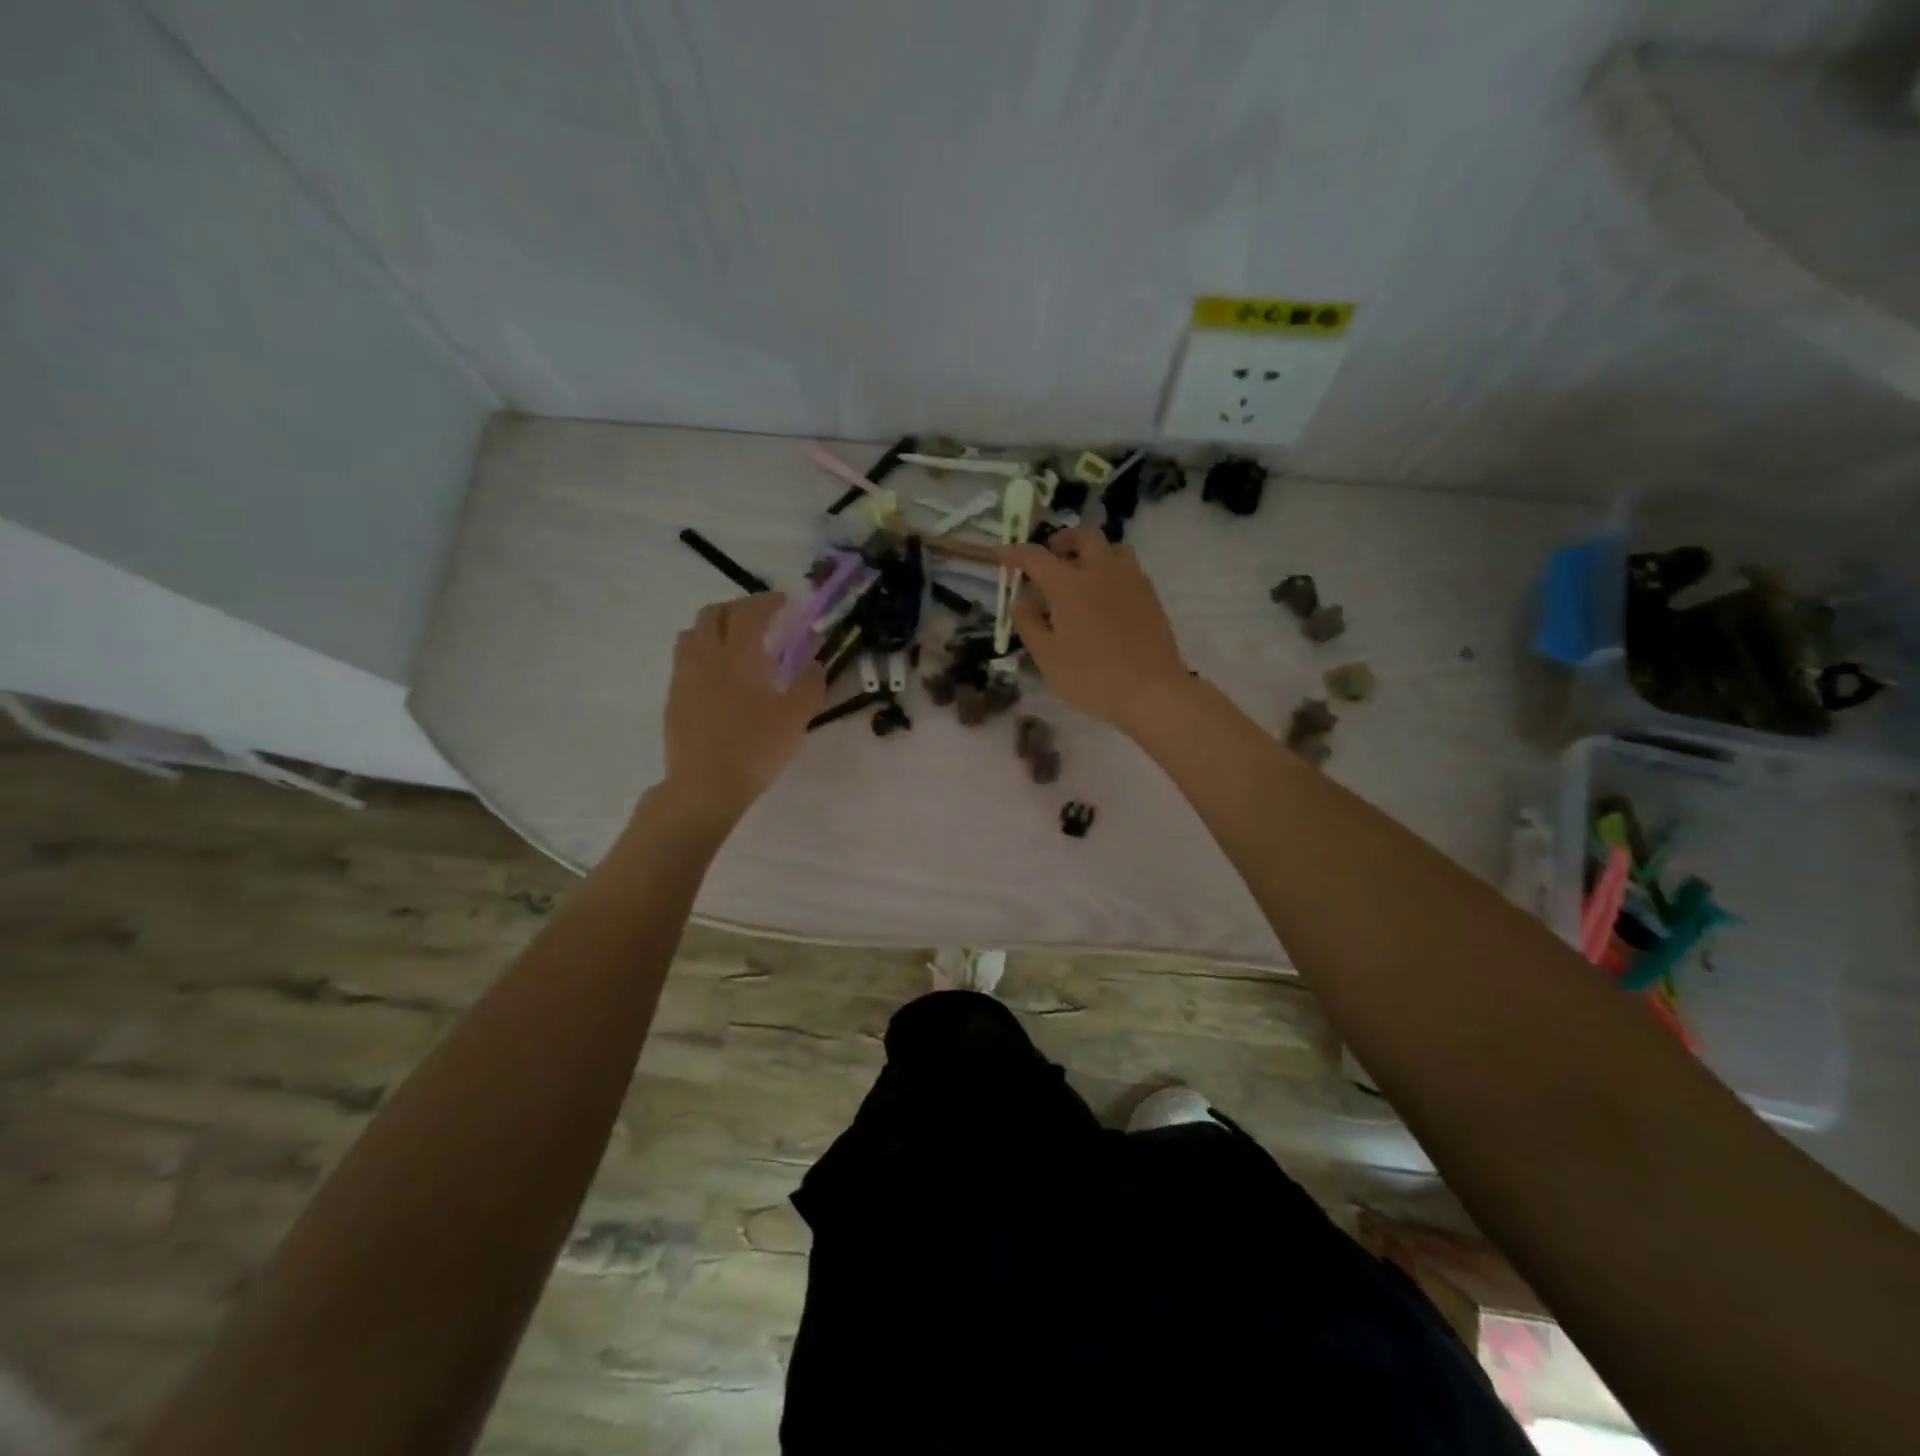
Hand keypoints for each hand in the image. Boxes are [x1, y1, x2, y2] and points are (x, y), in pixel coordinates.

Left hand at [658, 593, 824, 822]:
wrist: (704, 785)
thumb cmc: (754, 749)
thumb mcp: (795, 719)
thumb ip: (809, 686)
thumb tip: (815, 664)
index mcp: (738, 656)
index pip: (749, 613)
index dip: (767, 602)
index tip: (784, 602)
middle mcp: (706, 657)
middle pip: (713, 614)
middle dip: (738, 608)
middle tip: (760, 618)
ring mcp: (684, 676)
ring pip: (693, 633)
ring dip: (715, 626)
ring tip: (734, 641)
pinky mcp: (674, 697)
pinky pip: (685, 658)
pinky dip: (703, 651)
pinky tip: (718, 674)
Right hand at [1002, 527, 1190, 729]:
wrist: (1151, 691)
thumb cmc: (1090, 676)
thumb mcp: (1047, 657)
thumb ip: (1029, 625)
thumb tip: (1020, 602)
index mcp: (1069, 584)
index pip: (1035, 557)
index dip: (1015, 553)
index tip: (1001, 553)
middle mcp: (1101, 570)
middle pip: (1084, 536)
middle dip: (1063, 541)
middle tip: (1051, 556)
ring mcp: (1131, 580)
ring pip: (1112, 548)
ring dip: (1092, 552)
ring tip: (1081, 573)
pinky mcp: (1150, 596)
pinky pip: (1128, 568)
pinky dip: (1111, 570)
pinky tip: (1105, 597)